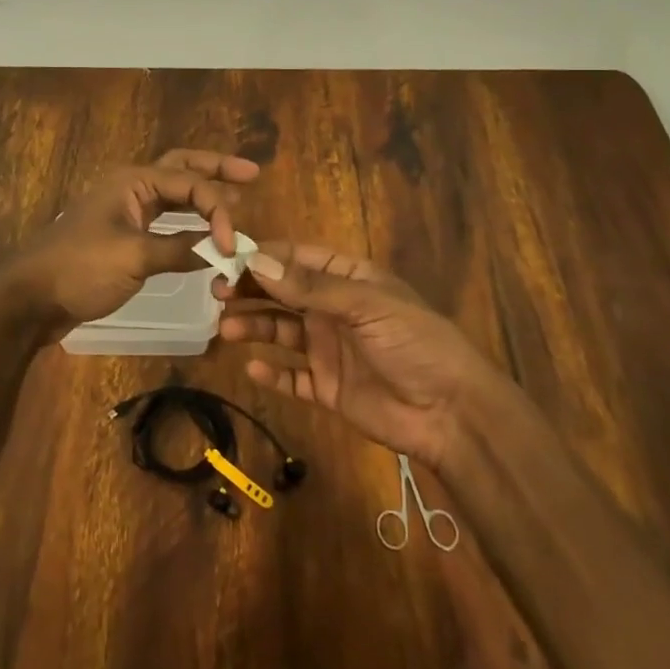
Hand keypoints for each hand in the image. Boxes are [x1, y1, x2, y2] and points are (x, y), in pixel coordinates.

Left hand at [0, 149, 260, 340]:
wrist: (31, 298)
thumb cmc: (80, 269)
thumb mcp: (134, 258)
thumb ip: (181, 250)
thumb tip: (222, 252)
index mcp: (133, 181)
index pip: (190, 184)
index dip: (219, 210)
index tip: (232, 245)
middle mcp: (132, 187)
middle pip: (182, 169)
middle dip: (216, 169)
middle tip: (252, 173)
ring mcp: (126, 210)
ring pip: (173, 194)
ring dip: (203, 195)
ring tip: (237, 197)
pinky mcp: (123, 235)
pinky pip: (164, 219)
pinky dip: (187, 222)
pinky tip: (204, 232)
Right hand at [214, 242, 496, 469]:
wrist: (453, 413)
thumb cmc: (414, 343)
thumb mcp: (366, 305)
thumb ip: (310, 287)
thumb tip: (257, 260)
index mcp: (347, 279)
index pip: (296, 257)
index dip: (263, 254)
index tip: (226, 255)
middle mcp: (332, 309)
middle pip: (282, 292)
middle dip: (250, 289)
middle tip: (216, 292)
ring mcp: (328, 348)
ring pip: (280, 331)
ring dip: (253, 327)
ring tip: (225, 327)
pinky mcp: (327, 387)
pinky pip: (291, 376)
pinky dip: (271, 373)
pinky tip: (251, 368)